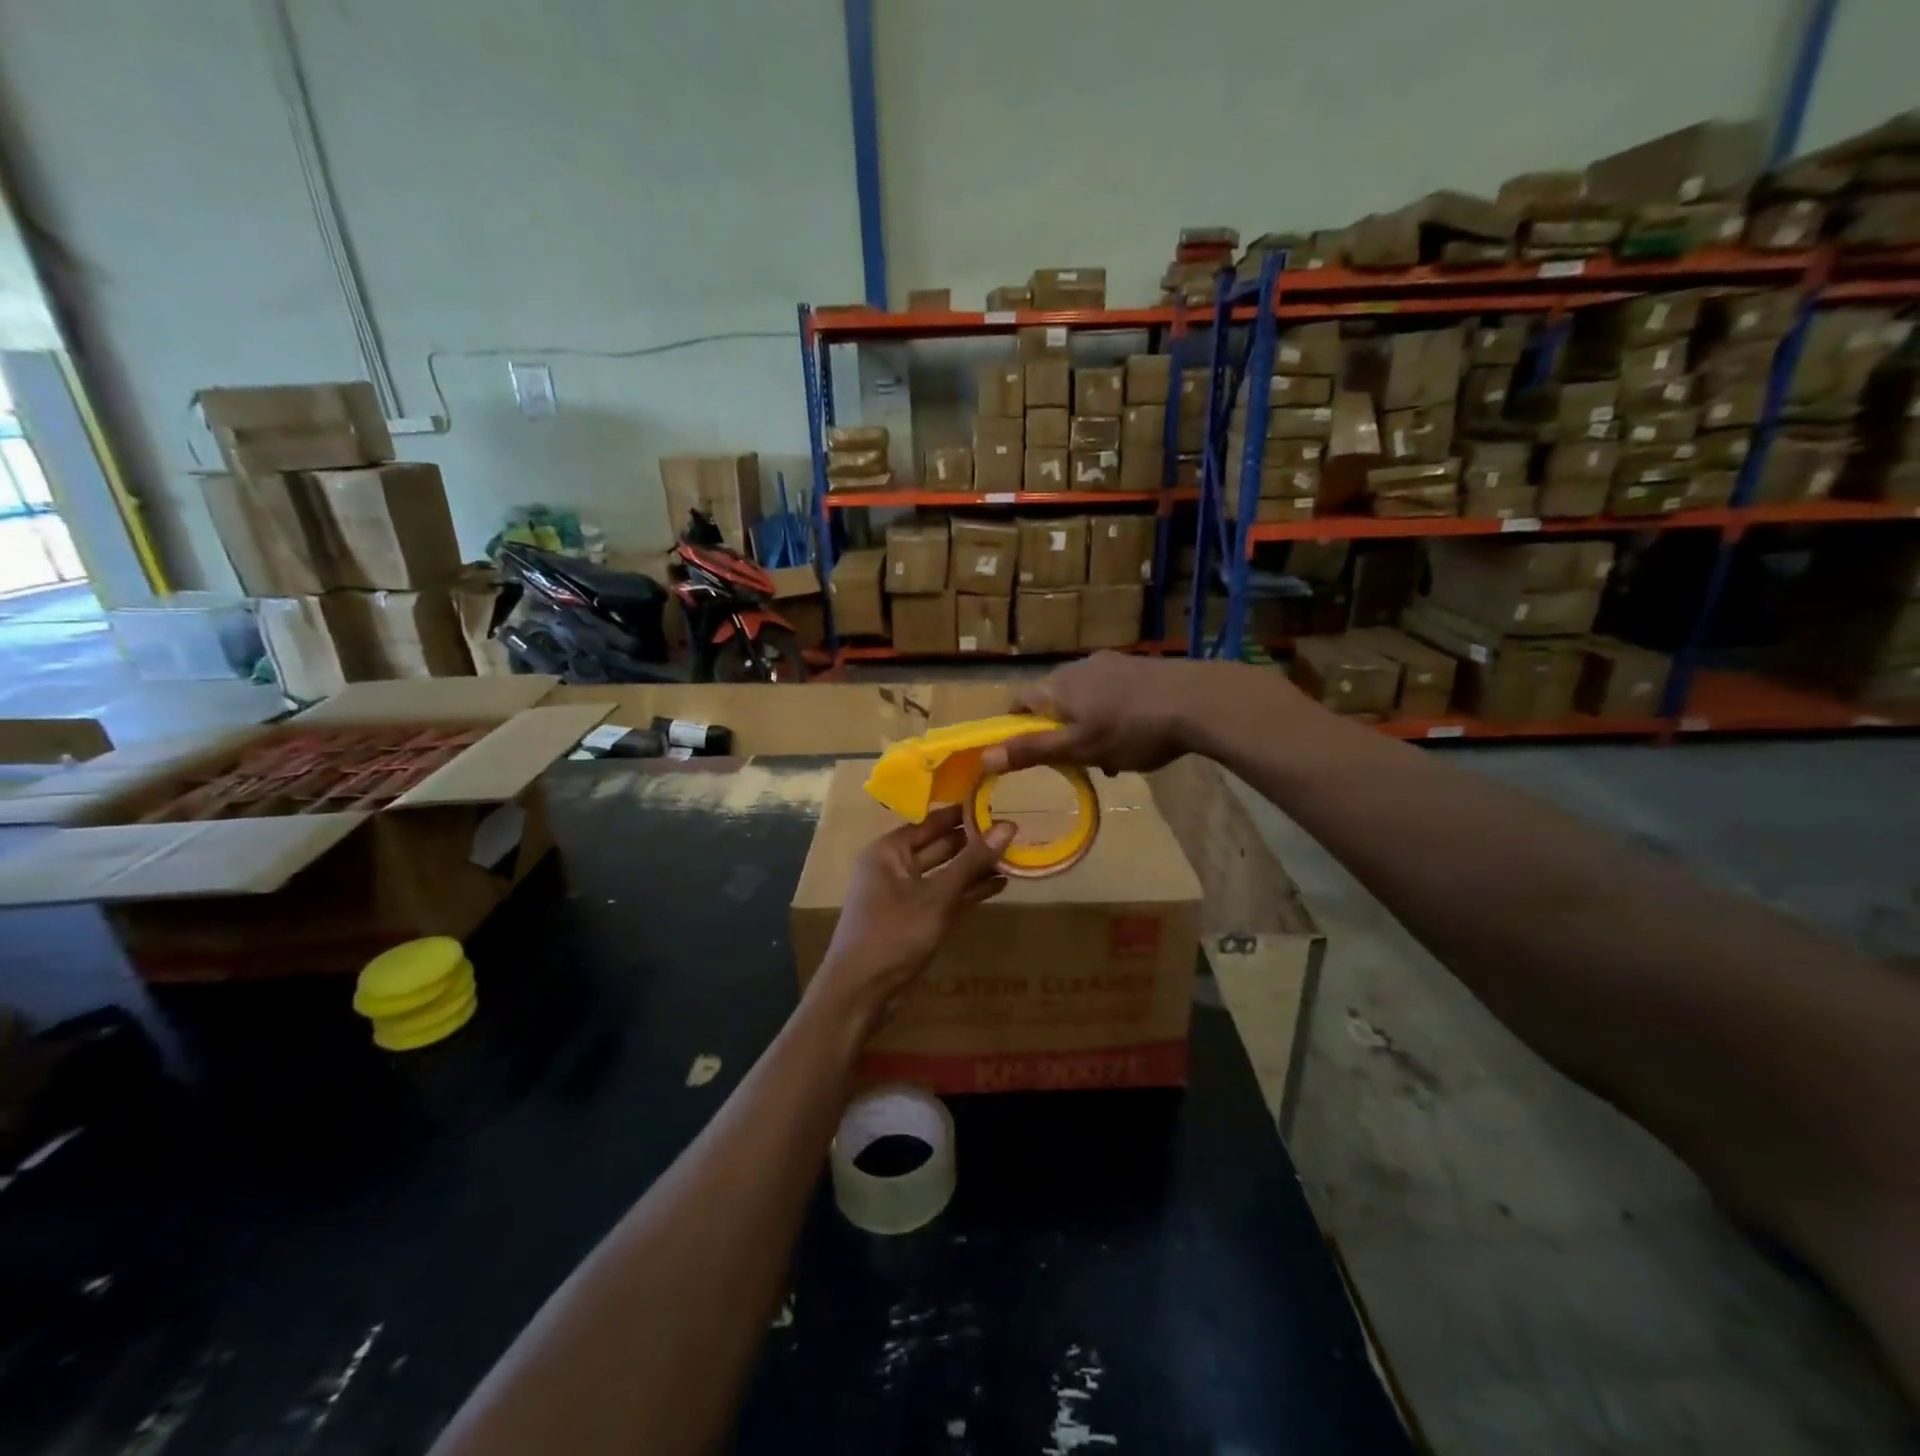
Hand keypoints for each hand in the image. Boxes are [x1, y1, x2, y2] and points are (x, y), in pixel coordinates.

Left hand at [809, 806, 1015, 1029]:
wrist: (860, 993)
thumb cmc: (892, 934)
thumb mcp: (936, 897)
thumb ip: (972, 862)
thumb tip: (1008, 826)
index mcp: (888, 851)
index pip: (931, 822)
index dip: (962, 814)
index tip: (997, 802)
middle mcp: (894, 867)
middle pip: (940, 846)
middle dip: (974, 841)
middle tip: (1014, 830)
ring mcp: (905, 895)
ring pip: (945, 873)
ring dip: (975, 868)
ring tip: (1014, 856)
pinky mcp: (916, 920)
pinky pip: (946, 897)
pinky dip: (969, 891)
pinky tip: (999, 885)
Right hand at [981, 653, 1230, 776]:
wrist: (1200, 701)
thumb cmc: (1132, 729)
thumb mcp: (1079, 748)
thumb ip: (1032, 752)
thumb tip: (984, 758)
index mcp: (1058, 686)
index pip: (1019, 701)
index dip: (1015, 726)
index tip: (1024, 751)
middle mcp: (1079, 667)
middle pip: (1053, 700)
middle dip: (1057, 731)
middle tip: (1073, 761)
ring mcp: (1112, 664)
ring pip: (1084, 698)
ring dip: (1087, 726)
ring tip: (1110, 757)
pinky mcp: (1139, 667)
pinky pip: (1111, 693)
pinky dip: (1111, 715)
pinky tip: (1135, 736)